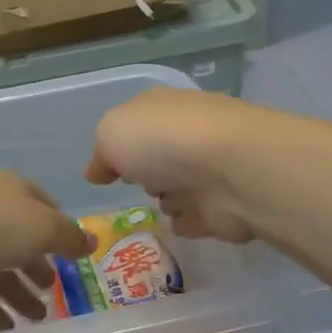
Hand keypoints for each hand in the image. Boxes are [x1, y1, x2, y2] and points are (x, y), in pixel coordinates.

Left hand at [0, 173, 92, 331]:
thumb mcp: (41, 227)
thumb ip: (68, 238)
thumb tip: (90, 241)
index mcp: (14, 192)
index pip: (45, 207)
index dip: (61, 231)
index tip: (74, 257)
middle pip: (20, 240)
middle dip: (38, 267)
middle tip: (56, 294)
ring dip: (18, 293)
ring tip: (37, 321)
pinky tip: (6, 330)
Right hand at [85, 88, 263, 242]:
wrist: (234, 171)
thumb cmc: (163, 142)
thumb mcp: (111, 133)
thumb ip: (100, 153)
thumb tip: (97, 171)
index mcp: (161, 108)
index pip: (137, 123)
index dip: (120, 144)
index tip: (106, 169)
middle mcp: (188, 133)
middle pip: (159, 156)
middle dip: (146, 172)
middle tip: (132, 186)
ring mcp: (211, 169)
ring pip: (179, 186)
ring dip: (168, 198)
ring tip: (158, 206)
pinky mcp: (226, 205)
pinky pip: (197, 217)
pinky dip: (188, 221)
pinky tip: (178, 224)